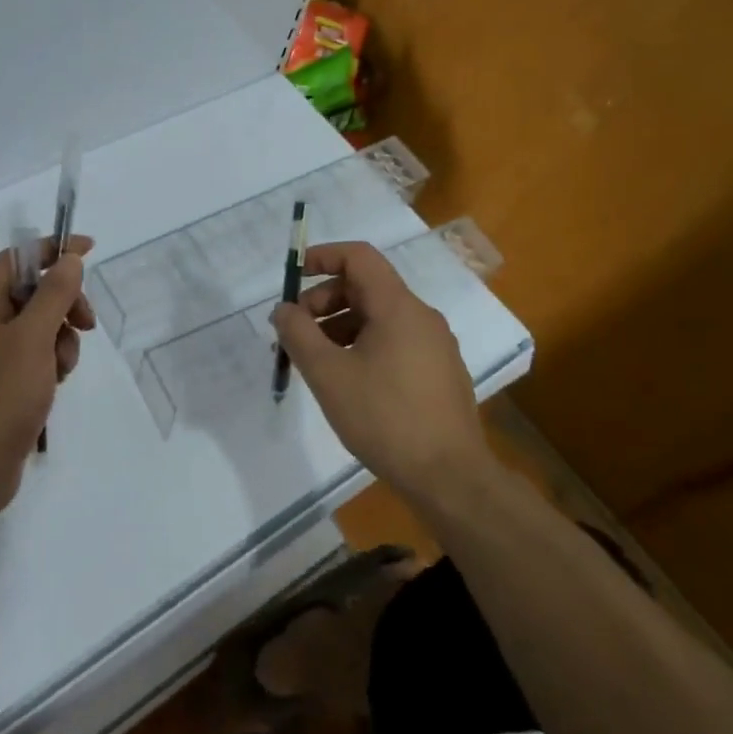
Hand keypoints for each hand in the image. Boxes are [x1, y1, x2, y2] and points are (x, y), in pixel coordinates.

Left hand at [0, 236, 94, 519]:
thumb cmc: (1, 394)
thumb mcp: (33, 338)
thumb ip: (54, 294)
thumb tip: (70, 259)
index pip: (17, 258)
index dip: (52, 249)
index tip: (89, 249)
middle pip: (33, 291)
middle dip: (64, 302)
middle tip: (86, 321)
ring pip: (41, 325)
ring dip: (62, 338)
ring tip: (62, 367)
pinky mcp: (6, 381)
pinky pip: (38, 354)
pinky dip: (53, 361)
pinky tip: (57, 383)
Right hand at [270, 241, 490, 503]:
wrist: (449, 477)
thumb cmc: (384, 418)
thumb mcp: (328, 375)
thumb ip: (298, 335)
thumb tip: (283, 310)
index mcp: (399, 308)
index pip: (359, 257)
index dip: (323, 256)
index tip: (294, 276)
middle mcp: (422, 317)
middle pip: (367, 287)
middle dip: (324, 300)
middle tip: (296, 331)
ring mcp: (435, 345)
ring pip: (379, 317)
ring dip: (340, 326)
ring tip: (315, 359)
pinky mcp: (439, 372)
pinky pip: (395, 341)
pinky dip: (363, 345)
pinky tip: (347, 380)